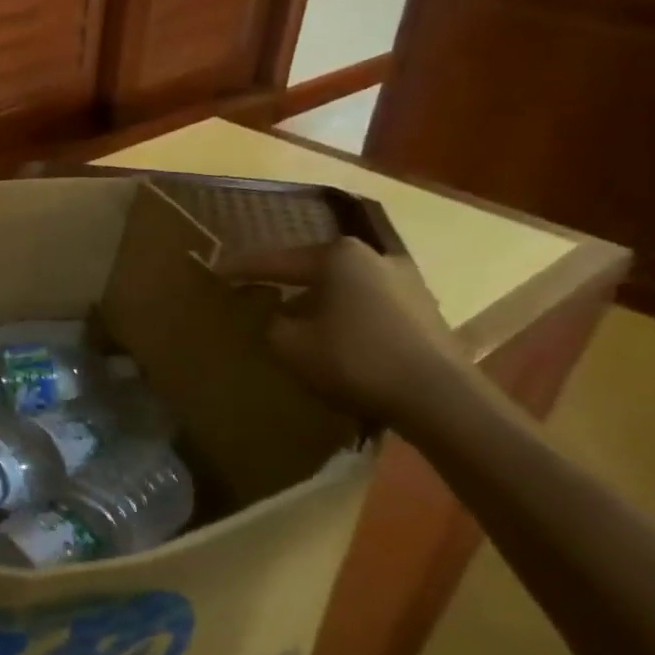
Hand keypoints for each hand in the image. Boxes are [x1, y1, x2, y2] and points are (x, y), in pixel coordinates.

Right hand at [216, 237, 472, 423]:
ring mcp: (405, 282)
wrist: (440, 398)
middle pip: (313, 269)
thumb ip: (270, 322)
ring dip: (317, 302)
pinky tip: (332, 337)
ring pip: (342, 287)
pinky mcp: (423, 310)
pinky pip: (367, 305)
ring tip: (293, 320)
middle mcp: (373, 257)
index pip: (275, 261)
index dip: (240, 269)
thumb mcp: (290, 344)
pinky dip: (344, 316)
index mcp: (338, 256)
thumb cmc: (355, 359)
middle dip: (284, 283)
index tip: (214, 273)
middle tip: (255, 294)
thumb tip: (274, 315)